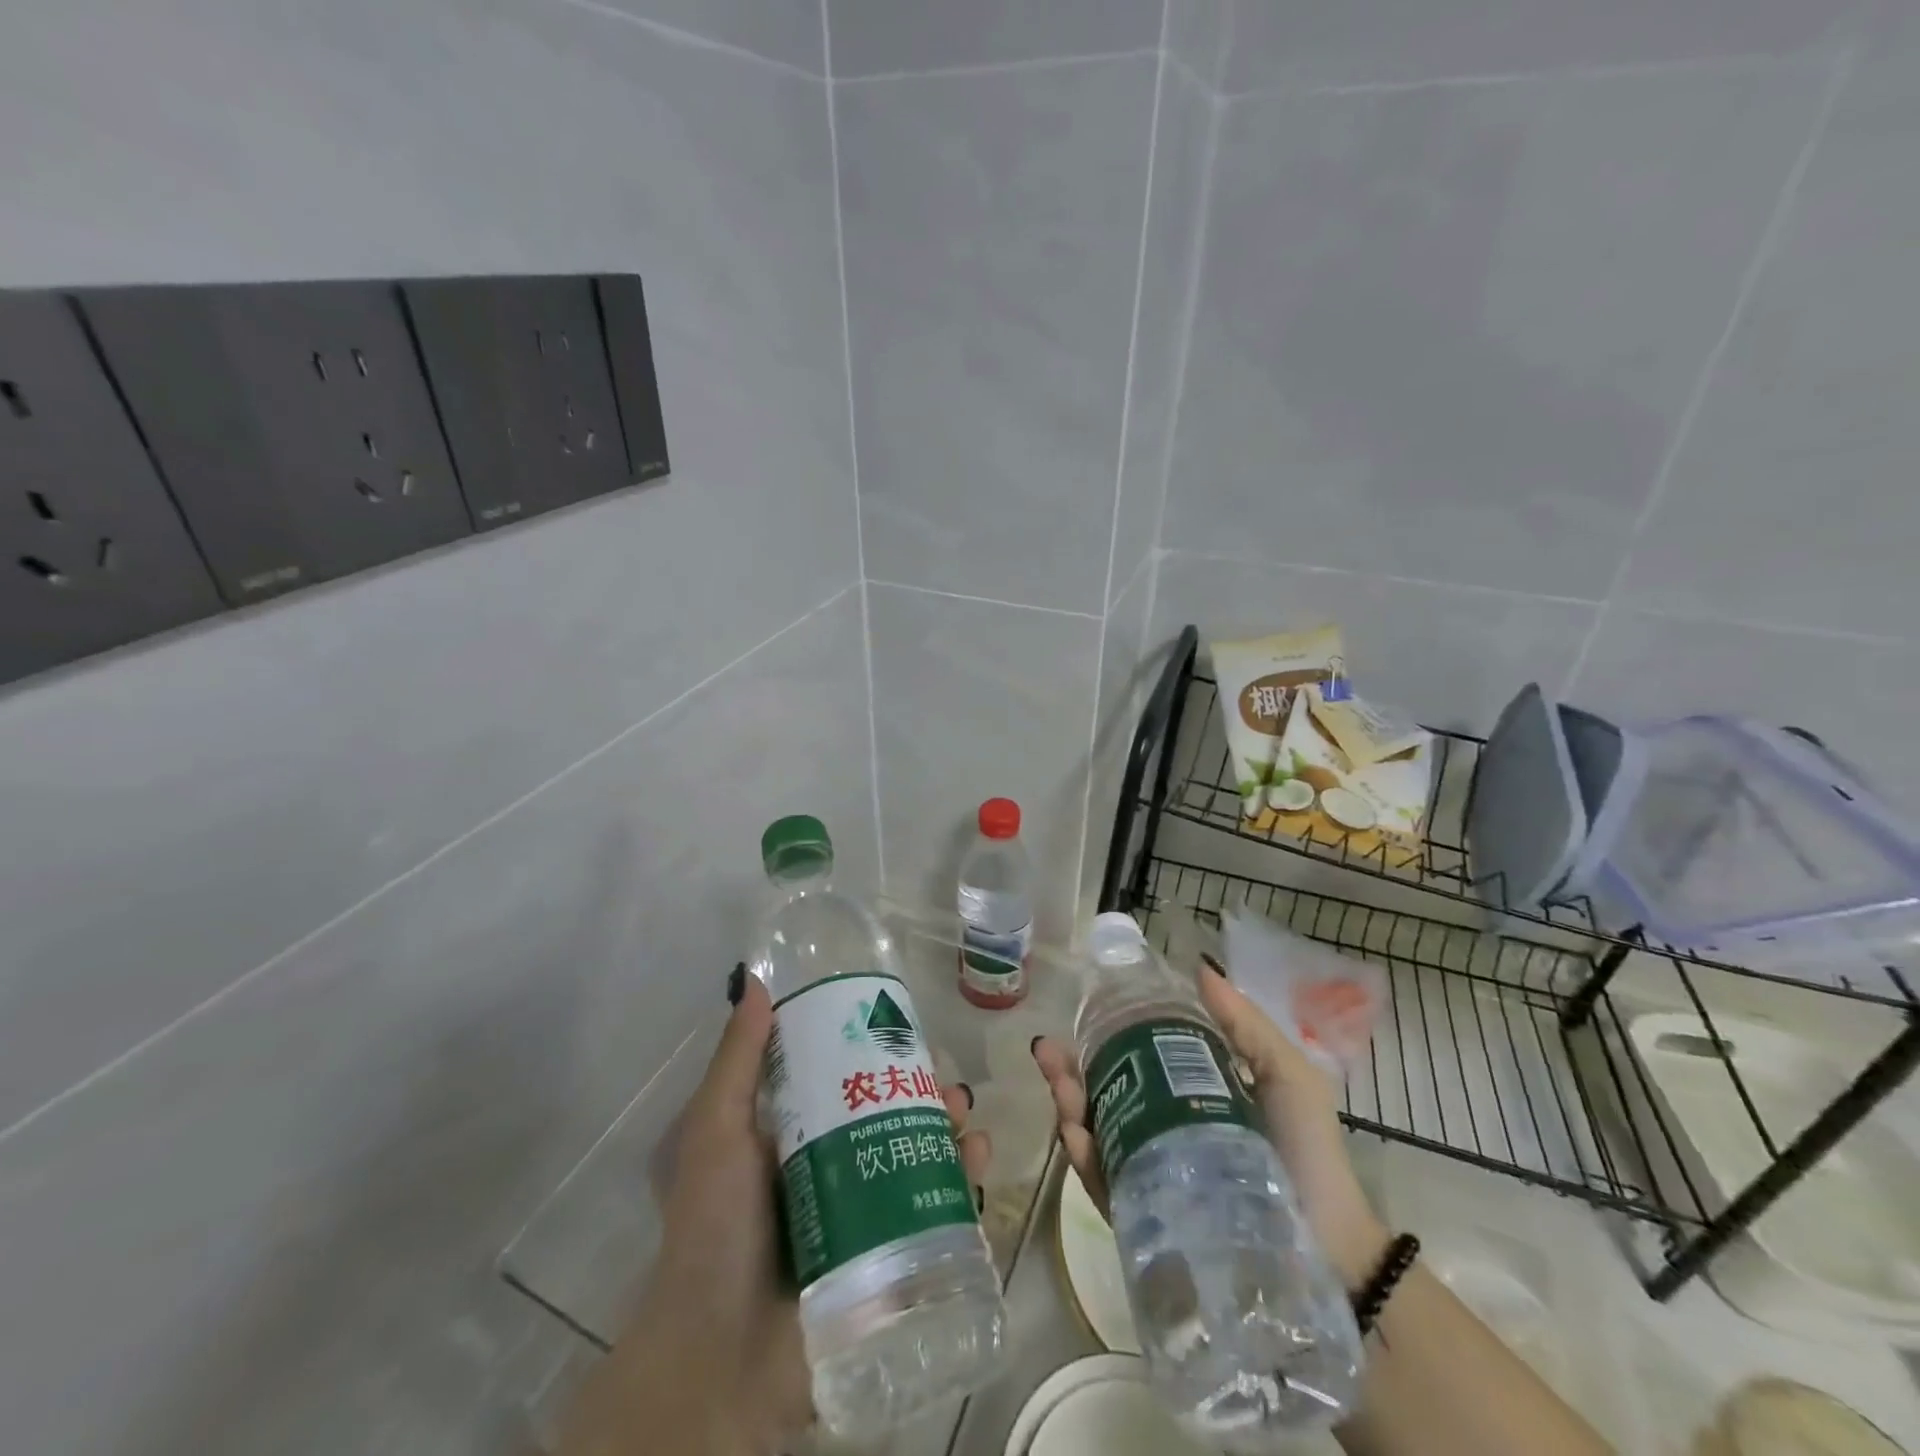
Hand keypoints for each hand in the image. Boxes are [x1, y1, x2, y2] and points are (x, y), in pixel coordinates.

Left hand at [561, 970, 990, 1455]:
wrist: (720, 1356)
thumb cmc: (714, 1229)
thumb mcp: (715, 1131)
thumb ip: (737, 1061)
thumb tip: (757, 982)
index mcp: (795, 1135)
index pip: (844, 1078)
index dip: (876, 1050)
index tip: (903, 1028)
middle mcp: (833, 1165)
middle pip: (890, 1113)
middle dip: (924, 1090)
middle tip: (946, 1082)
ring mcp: (864, 1212)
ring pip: (919, 1153)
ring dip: (950, 1126)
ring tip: (962, 1113)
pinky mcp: (891, 1254)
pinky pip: (936, 1207)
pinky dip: (963, 1178)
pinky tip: (976, 1157)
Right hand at [1031, 955, 1389, 1284]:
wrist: (1331, 1251)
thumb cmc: (1308, 1154)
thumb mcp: (1287, 1076)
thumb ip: (1247, 1026)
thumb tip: (1201, 969)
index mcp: (1185, 1097)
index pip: (1132, 1061)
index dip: (1102, 1037)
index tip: (1080, 1016)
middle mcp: (1159, 1131)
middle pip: (1102, 1095)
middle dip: (1068, 1071)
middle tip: (1049, 1052)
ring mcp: (1149, 1175)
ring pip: (1096, 1135)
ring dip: (1069, 1108)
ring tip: (1062, 1089)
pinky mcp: (1146, 1219)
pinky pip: (1106, 1186)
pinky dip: (1085, 1160)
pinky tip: (1076, 1135)